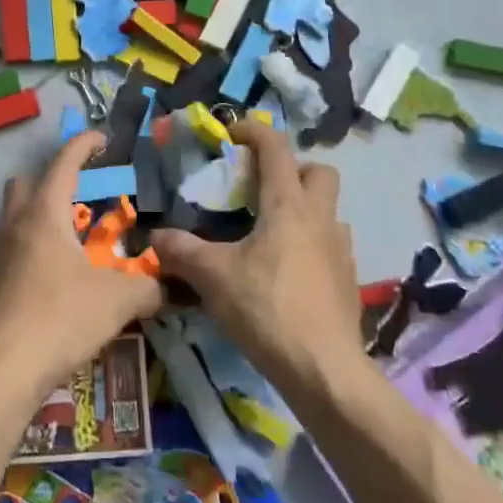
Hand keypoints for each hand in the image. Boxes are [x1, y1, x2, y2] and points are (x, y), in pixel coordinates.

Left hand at [0, 131, 163, 403]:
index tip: (102, 139)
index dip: (84, 144)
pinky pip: (6, 252)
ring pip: (12, 218)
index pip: (65, 161)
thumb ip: (147, 287)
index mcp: (44, 212)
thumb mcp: (117, 302)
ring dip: (36, 219)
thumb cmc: (59, 319)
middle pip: (25, 183)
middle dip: (50, 181)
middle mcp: (13, 223)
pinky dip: (26, 253)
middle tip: (79, 200)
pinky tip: (48, 282)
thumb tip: (167, 285)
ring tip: (68, 244)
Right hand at [150, 119, 361, 395]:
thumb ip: (181, 251)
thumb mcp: (213, 277)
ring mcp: (340, 249)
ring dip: (304, 209)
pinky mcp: (348, 280)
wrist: (325, 371)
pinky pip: (331, 245)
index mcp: (288, 204)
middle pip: (318, 171)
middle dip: (292, 169)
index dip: (252, 131)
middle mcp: (319, 217)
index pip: (276, 146)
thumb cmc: (267, 309)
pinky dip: (311, 244)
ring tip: (272, 233)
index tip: (230, 135)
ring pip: (328, 209)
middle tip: (261, 188)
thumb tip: (154, 237)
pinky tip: (288, 271)